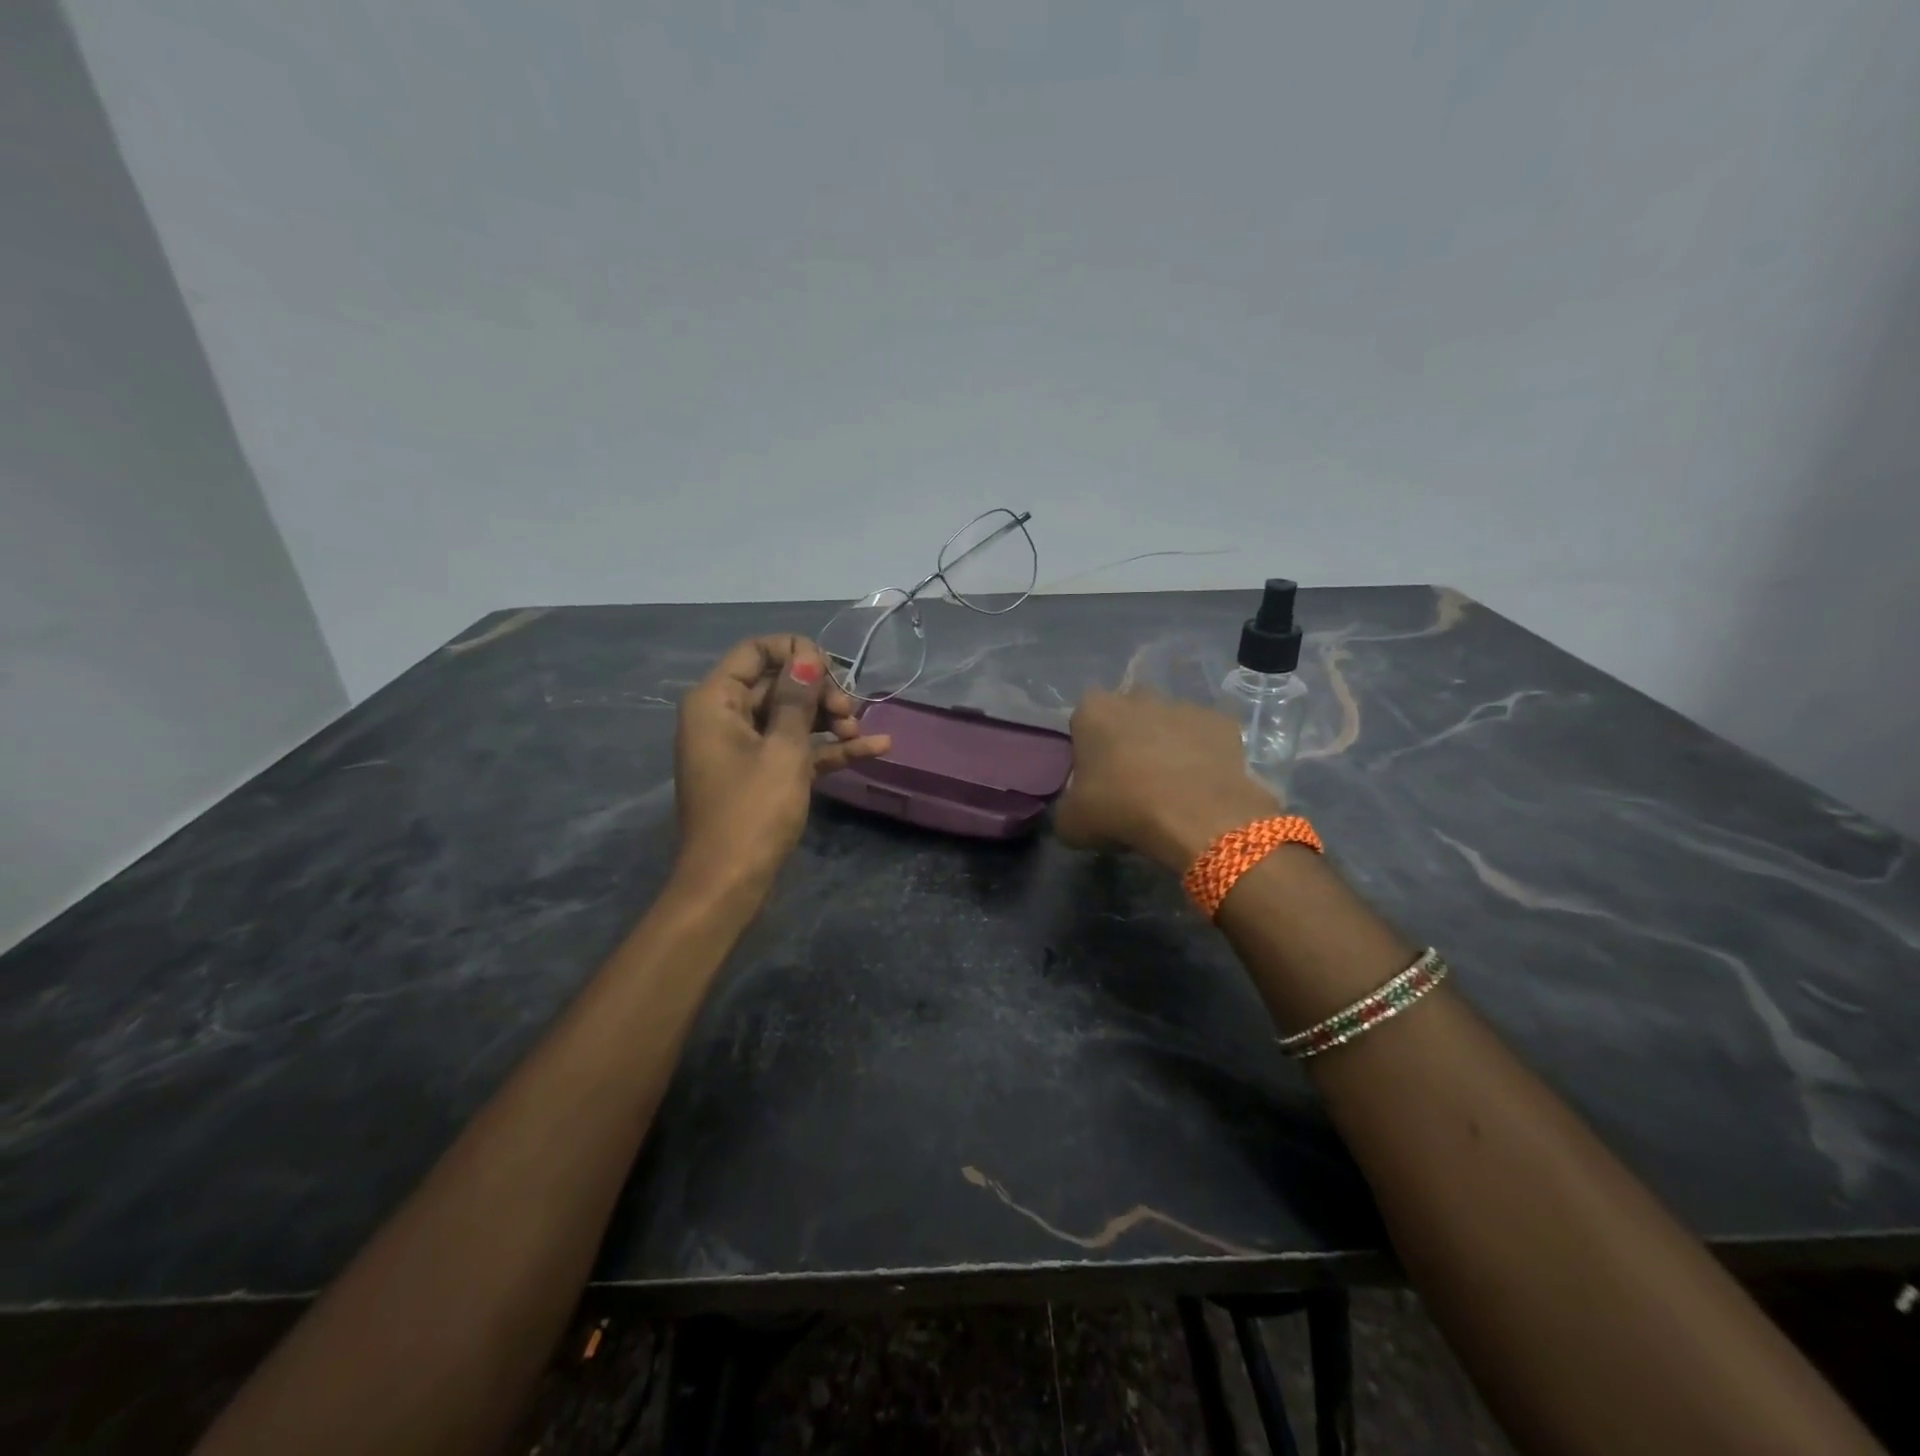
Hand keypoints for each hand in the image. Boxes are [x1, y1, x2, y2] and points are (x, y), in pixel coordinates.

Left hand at [673, 635, 890, 896]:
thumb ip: (796, 699)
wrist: (729, 884)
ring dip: (830, 720)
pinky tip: (876, 747)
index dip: (795, 652)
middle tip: (850, 711)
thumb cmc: (752, 812)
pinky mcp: (762, 776)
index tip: (832, 667)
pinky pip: (797, 750)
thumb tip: (808, 656)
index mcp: (716, 702)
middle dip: (819, 692)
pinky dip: (829, 749)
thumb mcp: (782, 750)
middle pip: (777, 684)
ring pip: (791, 718)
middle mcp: (725, 718)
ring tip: (862, 733)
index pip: (754, 652)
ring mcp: (744, 749)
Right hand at [1054, 689, 1278, 868]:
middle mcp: (1138, 696)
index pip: (1082, 720)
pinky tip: (1202, 786)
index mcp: (1094, 710)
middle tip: (1131, 781)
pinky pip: (1205, 738)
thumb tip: (1077, 808)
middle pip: (1127, 715)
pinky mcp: (1222, 722)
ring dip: (1167, 746)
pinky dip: (1203, 756)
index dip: (1088, 748)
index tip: (1094, 777)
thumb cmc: (1122, 809)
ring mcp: (1184, 706)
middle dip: (1128, 738)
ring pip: (1168, 724)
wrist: (1196, 816)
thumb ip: (1068, 805)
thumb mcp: (1071, 821)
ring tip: (1172, 788)